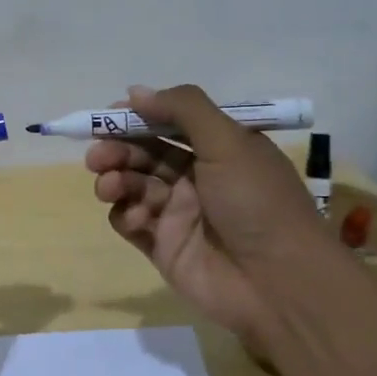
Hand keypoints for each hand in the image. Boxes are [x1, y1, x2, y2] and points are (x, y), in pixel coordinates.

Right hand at [87, 84, 336, 354]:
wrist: (277, 283)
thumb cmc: (256, 202)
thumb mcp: (229, 142)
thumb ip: (183, 109)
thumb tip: (135, 92)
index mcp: (219, 149)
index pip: (169, 124)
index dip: (138, 118)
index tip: (109, 117)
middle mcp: (198, 177)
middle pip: (145, 153)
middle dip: (118, 149)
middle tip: (98, 156)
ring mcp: (179, 213)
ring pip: (133, 185)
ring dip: (115, 179)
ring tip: (108, 186)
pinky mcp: (163, 246)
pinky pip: (131, 222)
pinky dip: (126, 215)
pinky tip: (137, 219)